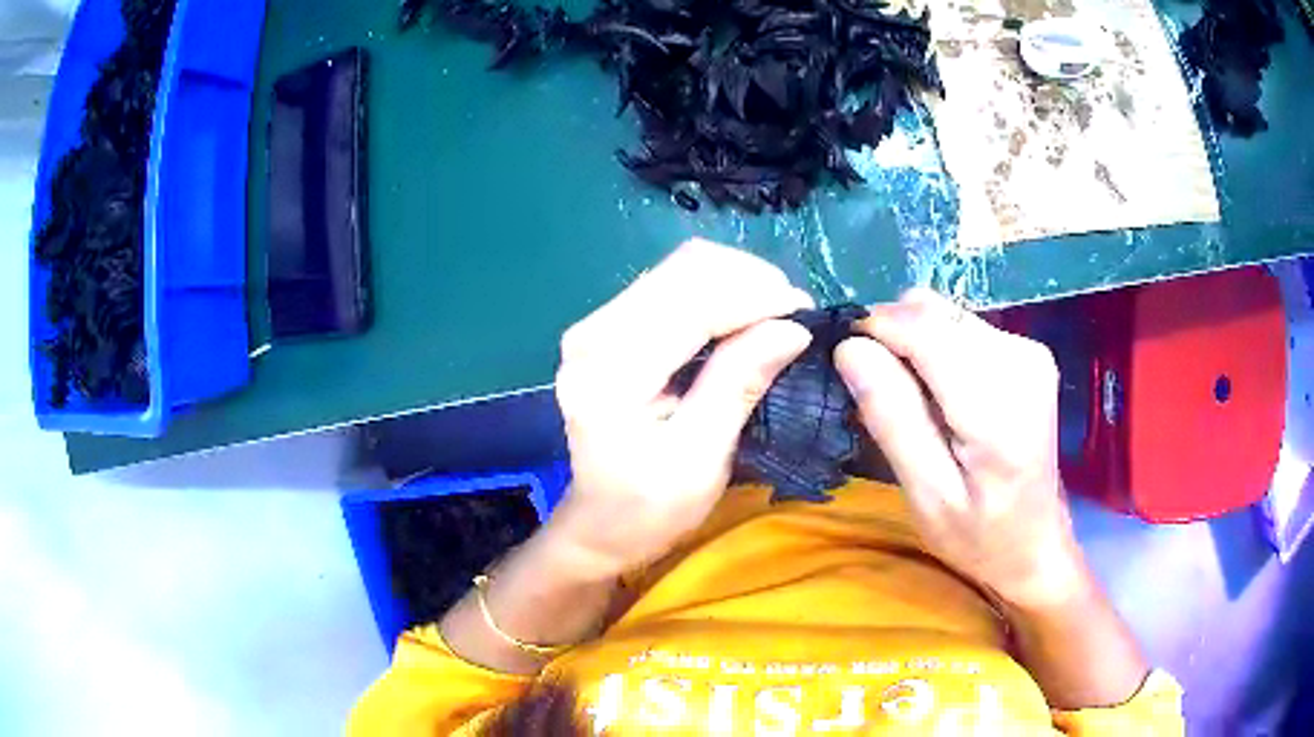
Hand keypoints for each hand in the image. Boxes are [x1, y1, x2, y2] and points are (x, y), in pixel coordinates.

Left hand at [546, 239, 813, 578]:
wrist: (600, 523)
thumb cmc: (649, 507)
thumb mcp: (700, 458)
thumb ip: (738, 385)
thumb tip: (791, 327)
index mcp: (611, 370)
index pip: (692, 301)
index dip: (756, 297)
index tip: (805, 315)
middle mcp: (594, 331)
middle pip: (685, 267)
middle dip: (750, 281)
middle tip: (793, 316)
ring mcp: (597, 323)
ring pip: (681, 267)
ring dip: (736, 282)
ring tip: (774, 316)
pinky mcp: (609, 325)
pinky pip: (672, 284)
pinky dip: (717, 291)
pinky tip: (742, 318)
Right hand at [835, 289, 1088, 609]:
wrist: (1035, 543)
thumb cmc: (978, 535)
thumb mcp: (926, 495)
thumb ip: (892, 418)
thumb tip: (850, 349)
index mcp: (998, 407)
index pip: (923, 328)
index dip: (875, 332)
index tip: (848, 364)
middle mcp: (1021, 360)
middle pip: (932, 312)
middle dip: (893, 340)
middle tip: (883, 395)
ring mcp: (1029, 350)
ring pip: (943, 314)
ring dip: (915, 345)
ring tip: (916, 402)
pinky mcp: (1028, 349)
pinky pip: (961, 326)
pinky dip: (938, 350)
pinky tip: (943, 394)